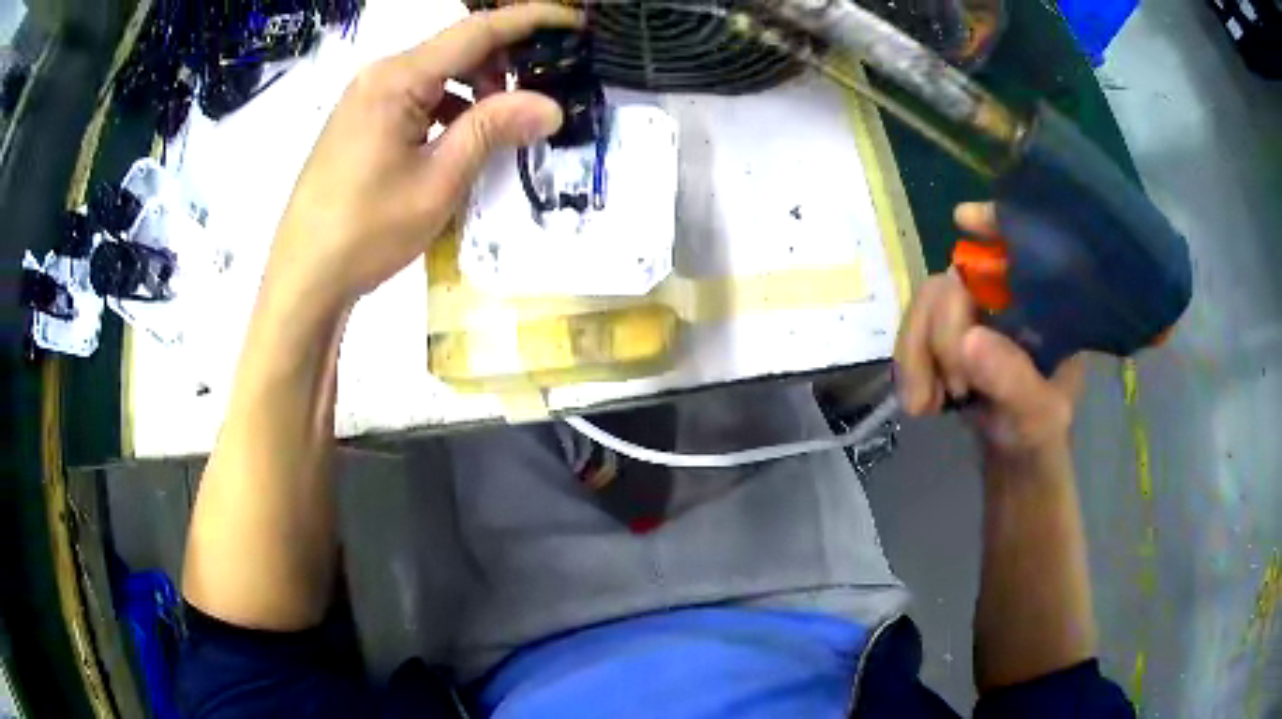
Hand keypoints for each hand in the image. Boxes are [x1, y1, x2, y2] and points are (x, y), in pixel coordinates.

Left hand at [263, 3, 580, 312]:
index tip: (575, 23)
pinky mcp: (359, 120)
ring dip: (477, 87)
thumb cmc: (366, 231)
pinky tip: (460, 138)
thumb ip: (492, 130)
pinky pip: (415, 95)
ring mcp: (365, 97)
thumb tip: (551, 105)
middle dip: (505, 61)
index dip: (532, 19)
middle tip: (542, 93)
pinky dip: (448, 105)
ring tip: (504, 123)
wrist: (303, 278)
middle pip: (456, 47)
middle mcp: (379, 75)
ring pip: (436, 72)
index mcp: (397, 78)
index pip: (477, 30)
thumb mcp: (438, 181)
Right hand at [894, 202, 1084, 458]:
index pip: (1023, 244)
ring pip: (926, 302)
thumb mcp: (1038, 415)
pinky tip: (920, 401)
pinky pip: (912, 328)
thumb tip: (967, 340)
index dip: (995, 222)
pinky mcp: (944, 334)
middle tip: (955, 388)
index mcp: (1043, 303)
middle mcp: (1006, 296)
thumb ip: (1012, 379)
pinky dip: (908, 363)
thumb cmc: (1040, 433)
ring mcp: (972, 313)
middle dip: (943, 333)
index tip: (963, 221)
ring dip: (917, 354)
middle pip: (957, 279)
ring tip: (925, 404)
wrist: (1011, 460)